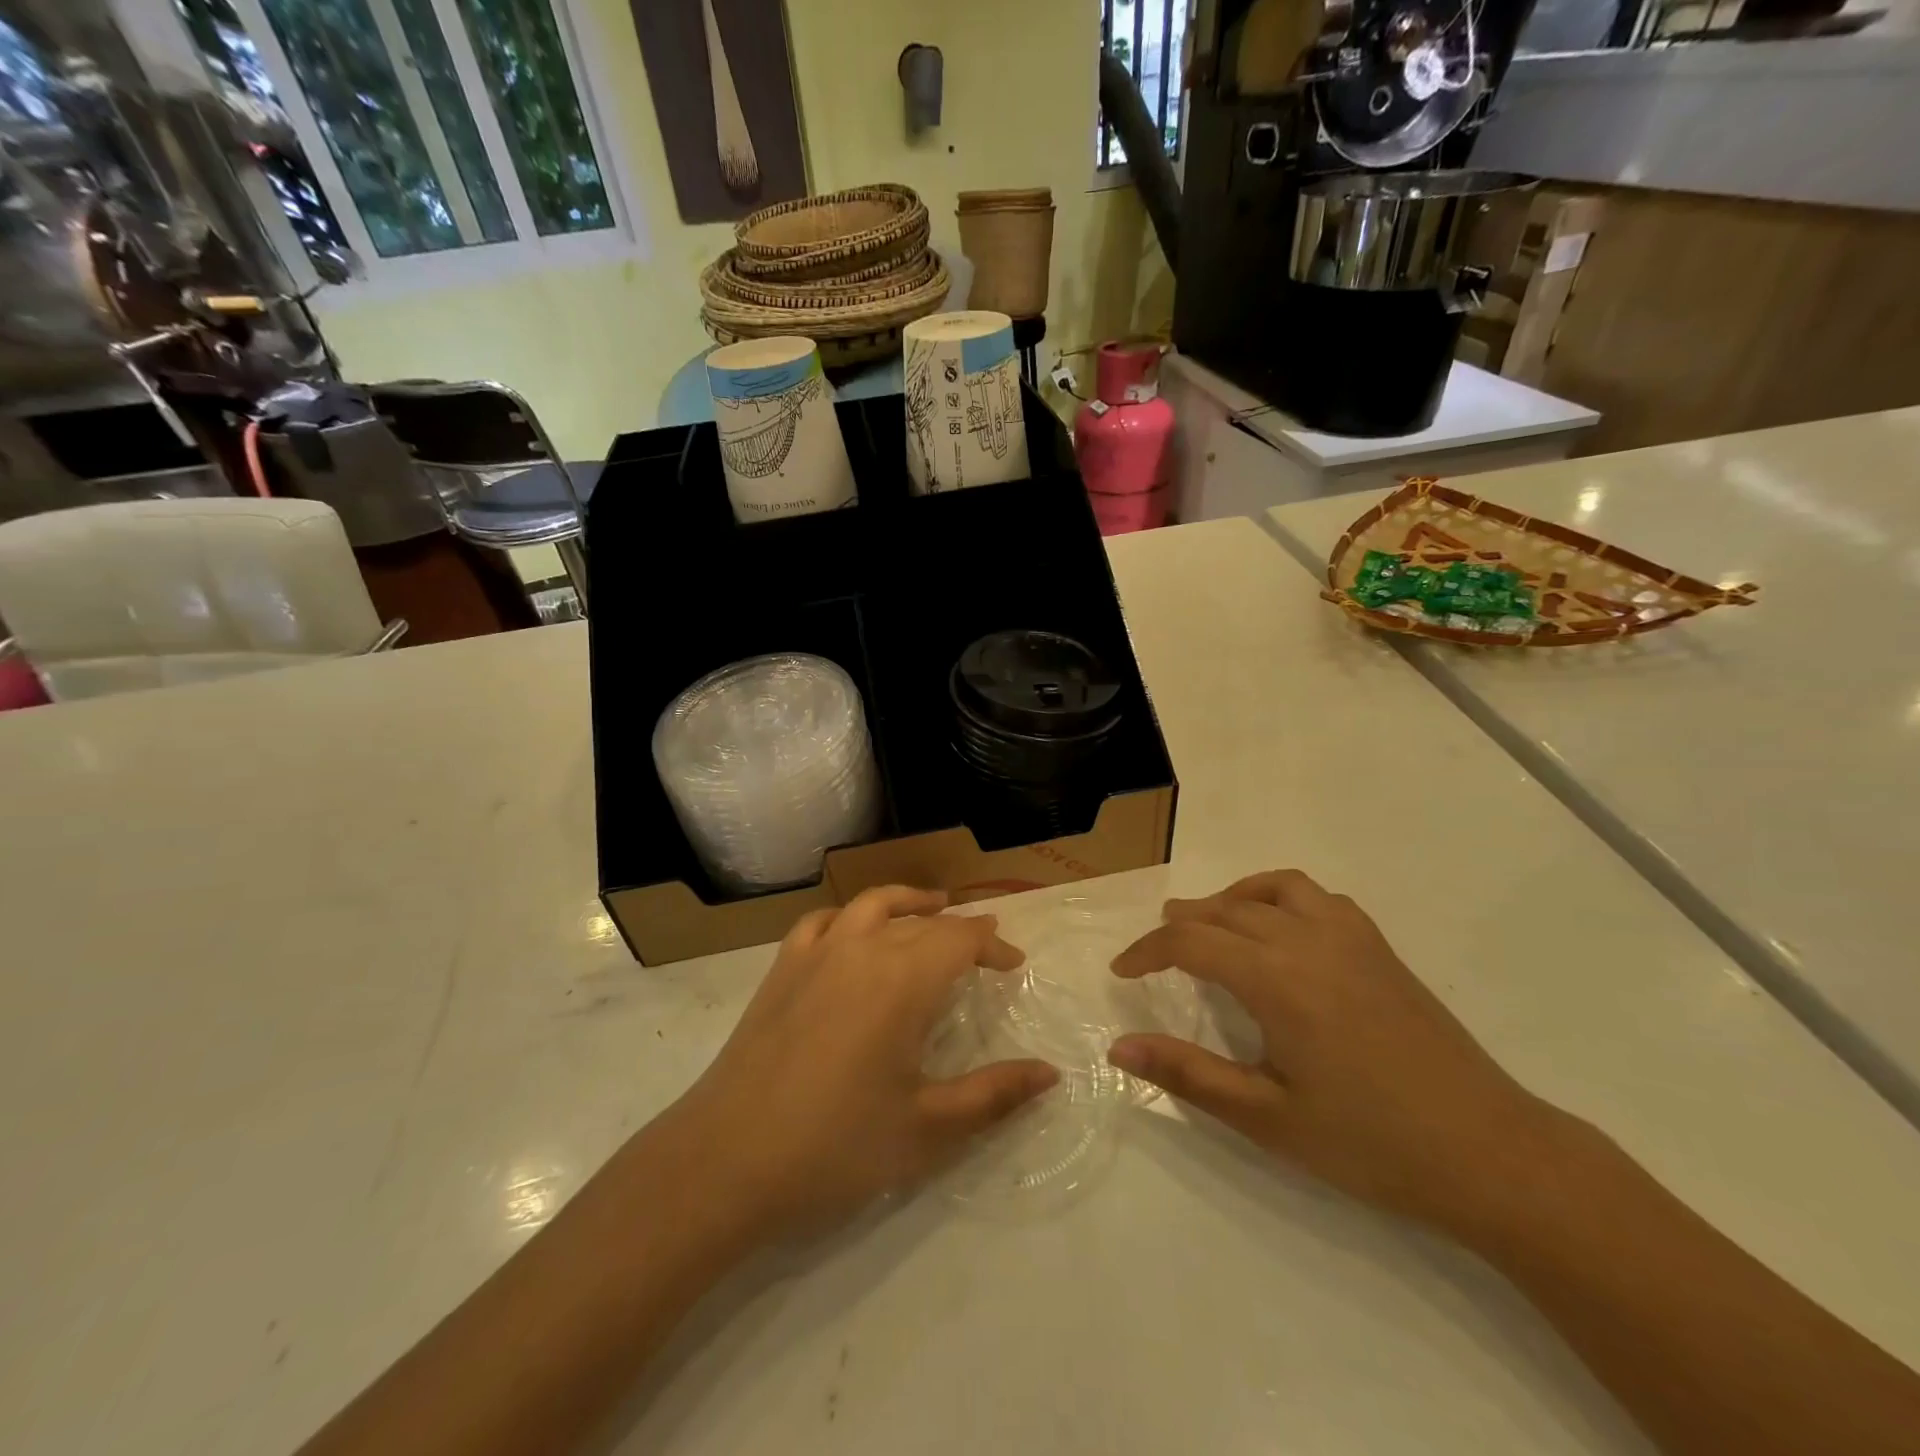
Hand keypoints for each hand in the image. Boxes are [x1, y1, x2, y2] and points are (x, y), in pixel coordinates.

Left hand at [659, 886, 1056, 1243]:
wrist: (726, 1160)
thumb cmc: (835, 1146)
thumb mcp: (927, 1128)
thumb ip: (994, 1095)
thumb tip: (1050, 1073)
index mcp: (903, 980)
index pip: (961, 938)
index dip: (993, 944)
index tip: (1014, 965)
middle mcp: (862, 949)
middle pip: (922, 921)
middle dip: (959, 930)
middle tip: (984, 951)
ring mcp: (815, 953)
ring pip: (872, 904)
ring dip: (908, 902)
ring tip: (930, 907)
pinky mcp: (781, 968)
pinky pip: (823, 921)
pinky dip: (850, 917)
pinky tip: (854, 933)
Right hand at [1107, 870, 1564, 1234]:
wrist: (1490, 1154)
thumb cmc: (1370, 1143)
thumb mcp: (1266, 1118)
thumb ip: (1188, 1075)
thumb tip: (1118, 1048)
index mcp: (1276, 980)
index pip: (1190, 941)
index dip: (1147, 950)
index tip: (1123, 970)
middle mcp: (1308, 941)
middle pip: (1227, 909)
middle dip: (1183, 922)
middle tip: (1156, 947)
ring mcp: (1351, 938)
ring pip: (1274, 889)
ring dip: (1232, 898)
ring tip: (1212, 921)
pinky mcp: (1380, 948)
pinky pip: (1319, 898)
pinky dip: (1283, 898)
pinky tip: (1282, 930)